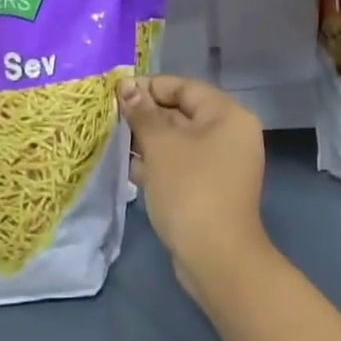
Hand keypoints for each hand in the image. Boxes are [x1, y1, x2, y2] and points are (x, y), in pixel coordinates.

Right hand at [120, 75, 271, 303]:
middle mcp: (230, 134)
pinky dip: (158, 164)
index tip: (115, 94)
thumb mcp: (161, 145)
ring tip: (115, 144)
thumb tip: (126, 85)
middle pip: (182, 112)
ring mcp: (222, 164)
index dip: (149, 86)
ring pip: (179, 141)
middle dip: (146, 116)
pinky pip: (181, 165)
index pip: (184, 86)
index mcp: (227, 115)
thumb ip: (143, 112)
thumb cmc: (189, 189)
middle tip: (110, 120)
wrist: (215, 256)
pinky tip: (133, 171)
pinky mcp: (211, 188)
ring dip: (148, 141)